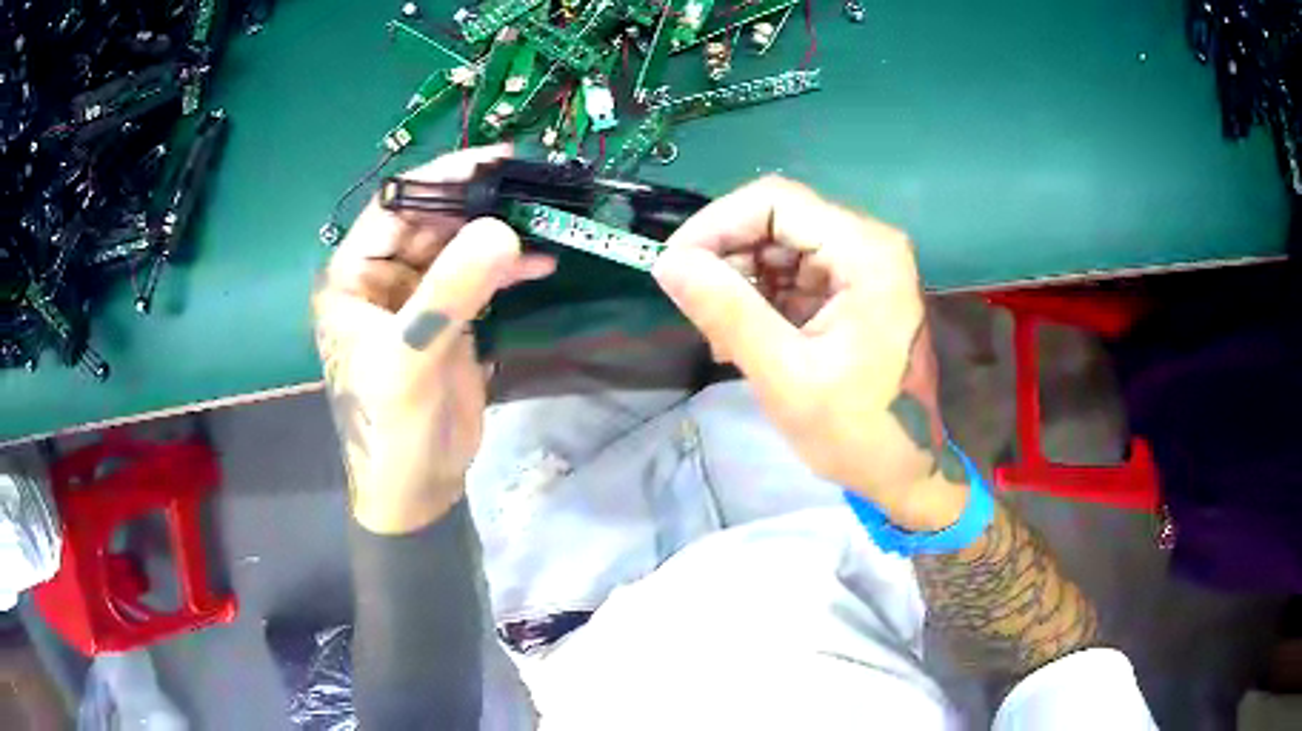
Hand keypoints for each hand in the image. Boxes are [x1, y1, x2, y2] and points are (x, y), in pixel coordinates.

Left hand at [312, 146, 554, 533]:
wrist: (417, 488)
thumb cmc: (392, 429)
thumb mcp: (411, 359)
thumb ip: (451, 293)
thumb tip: (503, 229)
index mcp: (352, 278)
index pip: (394, 208)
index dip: (441, 179)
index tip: (496, 161)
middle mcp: (382, 278)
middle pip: (432, 221)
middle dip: (479, 204)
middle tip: (534, 187)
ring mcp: (418, 298)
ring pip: (460, 246)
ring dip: (499, 233)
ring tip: (546, 219)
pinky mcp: (450, 319)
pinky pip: (480, 278)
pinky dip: (510, 267)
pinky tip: (542, 261)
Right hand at [653, 177, 968, 530]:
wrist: (907, 469)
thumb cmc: (858, 431)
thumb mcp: (786, 375)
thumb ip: (727, 312)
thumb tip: (668, 263)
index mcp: (866, 252)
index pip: (776, 202)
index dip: (716, 224)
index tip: (674, 266)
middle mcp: (868, 244)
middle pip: (778, 219)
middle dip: (727, 256)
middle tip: (696, 308)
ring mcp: (862, 266)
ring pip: (780, 245)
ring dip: (740, 280)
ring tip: (720, 334)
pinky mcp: (853, 289)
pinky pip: (794, 274)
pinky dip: (761, 298)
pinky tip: (743, 337)